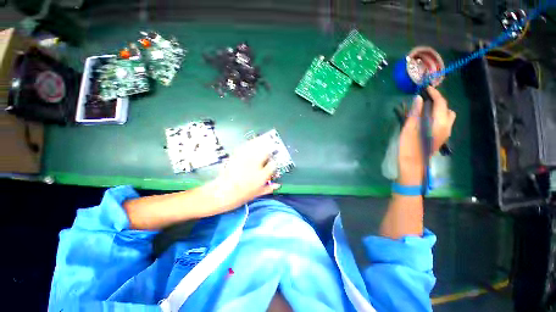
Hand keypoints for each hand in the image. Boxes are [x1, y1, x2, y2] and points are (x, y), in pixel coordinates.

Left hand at [212, 136, 280, 207]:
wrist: (222, 193)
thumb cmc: (241, 195)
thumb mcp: (257, 194)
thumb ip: (268, 188)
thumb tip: (278, 185)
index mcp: (262, 176)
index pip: (273, 165)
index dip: (274, 162)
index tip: (274, 161)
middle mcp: (255, 165)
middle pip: (265, 152)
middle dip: (269, 148)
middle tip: (270, 146)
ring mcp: (245, 160)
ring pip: (255, 147)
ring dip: (260, 142)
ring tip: (263, 139)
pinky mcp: (236, 157)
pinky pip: (244, 147)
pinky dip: (249, 143)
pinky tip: (251, 142)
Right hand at [398, 87, 455, 184]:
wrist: (413, 166)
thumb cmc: (409, 147)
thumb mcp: (409, 129)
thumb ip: (415, 113)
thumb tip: (418, 98)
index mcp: (439, 123)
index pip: (441, 103)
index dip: (434, 93)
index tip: (426, 88)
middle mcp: (446, 126)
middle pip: (446, 108)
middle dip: (438, 101)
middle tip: (424, 99)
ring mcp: (445, 133)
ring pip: (447, 116)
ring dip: (439, 109)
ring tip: (425, 109)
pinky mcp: (441, 138)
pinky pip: (444, 122)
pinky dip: (437, 116)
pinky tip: (426, 119)